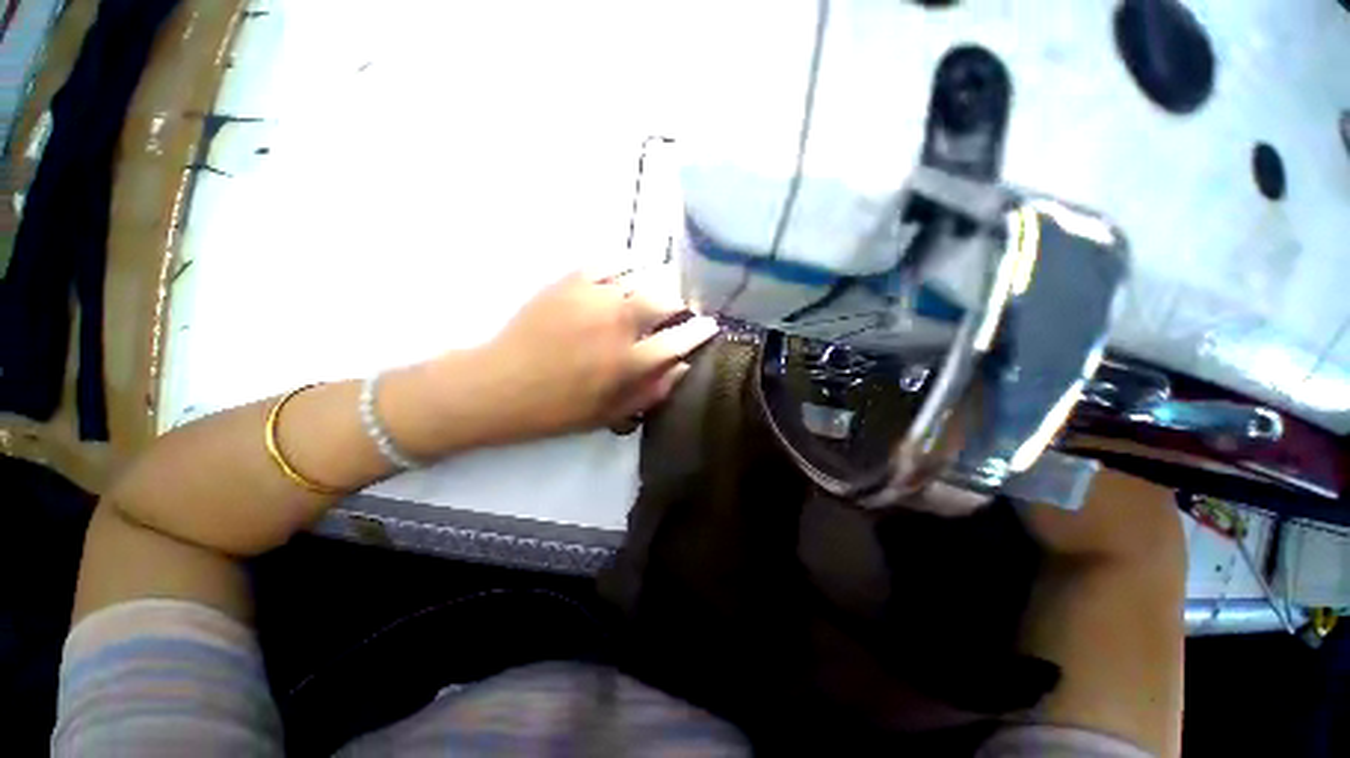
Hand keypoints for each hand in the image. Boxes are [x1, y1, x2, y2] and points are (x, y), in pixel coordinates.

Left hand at [468, 266, 718, 441]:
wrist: (499, 385)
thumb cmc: (558, 408)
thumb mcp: (610, 414)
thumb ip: (652, 391)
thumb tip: (681, 366)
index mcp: (627, 362)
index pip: (679, 340)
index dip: (699, 331)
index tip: (710, 324)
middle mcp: (617, 324)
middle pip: (665, 299)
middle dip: (681, 302)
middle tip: (680, 309)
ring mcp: (593, 297)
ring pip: (642, 275)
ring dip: (656, 282)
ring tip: (657, 289)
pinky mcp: (570, 281)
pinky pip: (609, 262)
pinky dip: (625, 265)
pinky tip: (627, 274)